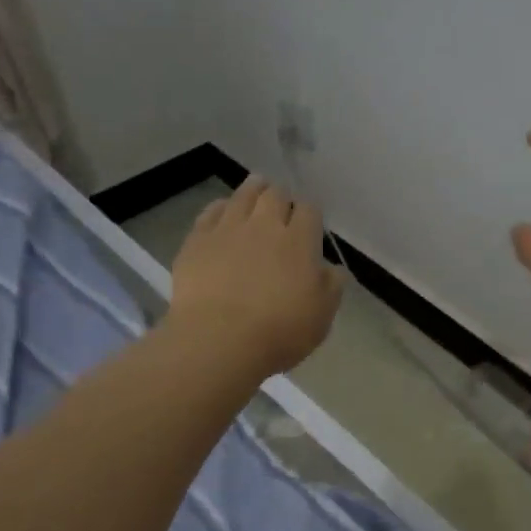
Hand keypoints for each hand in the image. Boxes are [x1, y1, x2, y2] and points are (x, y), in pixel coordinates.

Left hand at [167, 176, 343, 375]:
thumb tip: (333, 269)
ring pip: (243, 195)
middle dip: (281, 196)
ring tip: (256, 189)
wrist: (219, 340)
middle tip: (282, 205)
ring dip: (253, 190)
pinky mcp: (197, 241)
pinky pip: (210, 212)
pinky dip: (221, 207)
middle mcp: (264, 225)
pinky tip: (222, 211)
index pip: (310, 210)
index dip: (310, 212)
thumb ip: (331, 286)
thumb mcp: (321, 316)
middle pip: (275, 195)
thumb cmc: (279, 332)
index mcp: (299, 241)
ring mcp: (228, 229)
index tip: (310, 222)